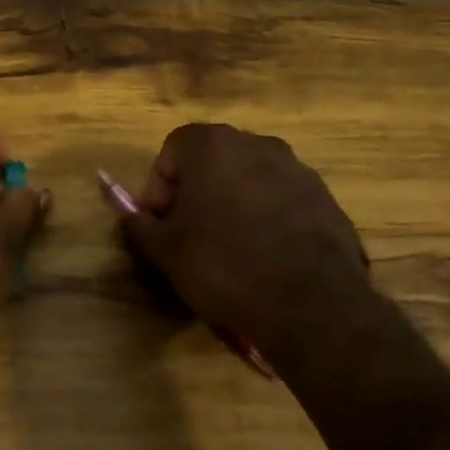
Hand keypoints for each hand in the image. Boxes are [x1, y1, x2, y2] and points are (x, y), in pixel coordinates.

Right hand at [120, 124, 374, 355]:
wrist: (311, 305)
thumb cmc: (223, 265)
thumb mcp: (164, 249)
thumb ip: (137, 222)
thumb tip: (122, 208)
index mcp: (213, 145)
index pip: (171, 151)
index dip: (158, 188)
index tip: (160, 225)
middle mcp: (257, 144)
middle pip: (212, 162)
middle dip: (195, 194)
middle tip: (188, 236)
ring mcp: (298, 170)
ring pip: (249, 181)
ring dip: (233, 205)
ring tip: (229, 250)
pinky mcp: (327, 200)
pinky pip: (283, 203)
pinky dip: (268, 221)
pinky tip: (265, 259)